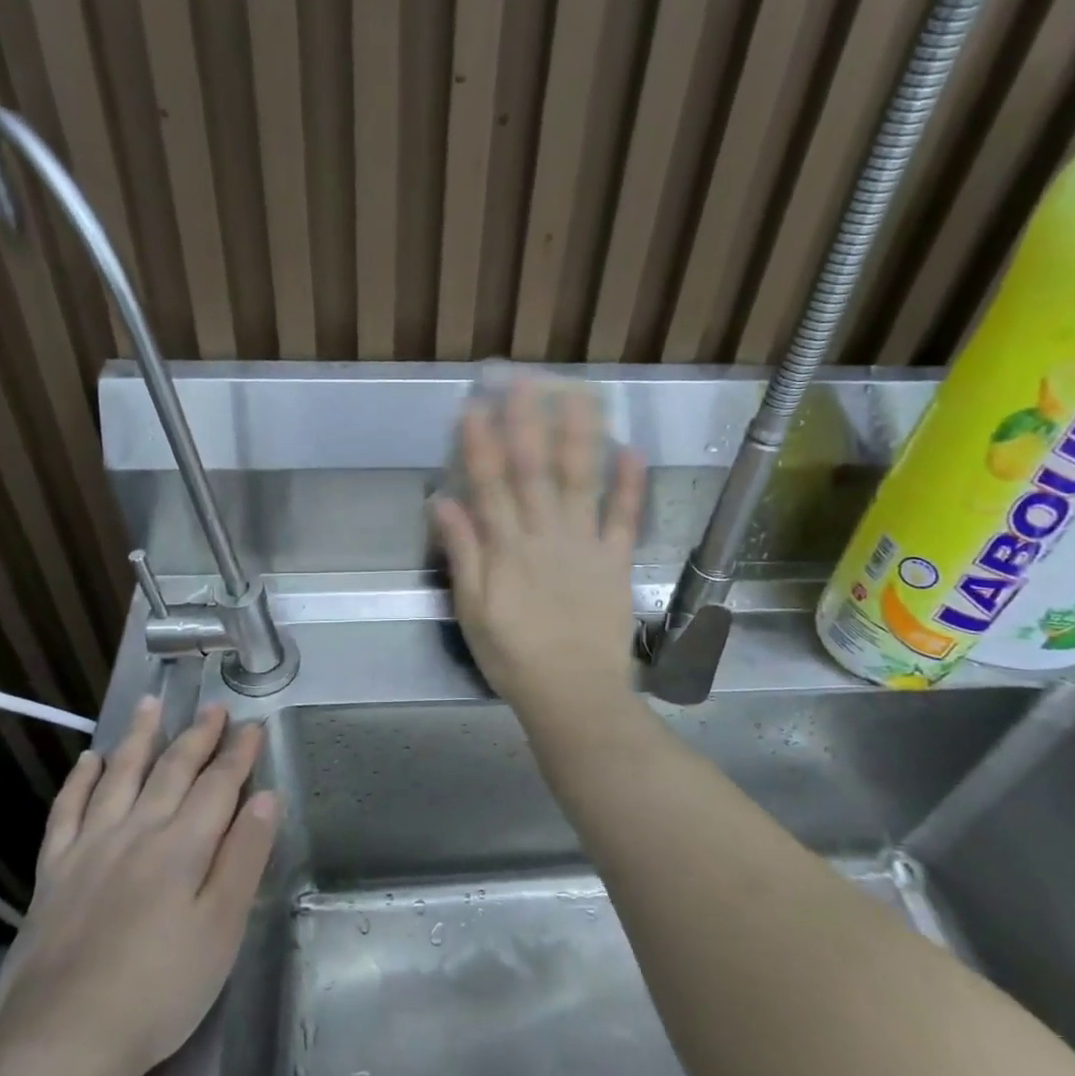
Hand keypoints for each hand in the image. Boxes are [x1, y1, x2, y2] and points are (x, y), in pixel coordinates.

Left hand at [0, 700, 278, 1075]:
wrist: (61, 1044)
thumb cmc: (159, 991)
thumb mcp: (221, 929)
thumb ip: (244, 857)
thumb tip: (266, 797)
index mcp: (183, 846)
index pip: (218, 785)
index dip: (238, 754)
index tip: (253, 725)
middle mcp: (137, 832)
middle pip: (172, 771)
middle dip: (198, 737)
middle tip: (213, 708)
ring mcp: (89, 849)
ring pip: (119, 777)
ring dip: (138, 738)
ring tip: (149, 704)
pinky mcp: (52, 874)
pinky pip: (65, 812)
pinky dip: (79, 781)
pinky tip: (88, 760)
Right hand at [431, 379, 644, 717]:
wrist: (575, 696)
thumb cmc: (514, 657)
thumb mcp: (472, 612)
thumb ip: (462, 555)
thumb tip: (442, 503)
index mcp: (507, 550)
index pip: (489, 485)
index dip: (480, 444)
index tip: (474, 406)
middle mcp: (545, 536)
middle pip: (534, 471)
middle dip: (527, 422)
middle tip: (525, 379)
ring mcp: (585, 546)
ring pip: (580, 480)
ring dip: (579, 435)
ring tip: (578, 393)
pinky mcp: (616, 561)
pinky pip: (624, 518)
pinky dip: (630, 484)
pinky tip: (632, 449)